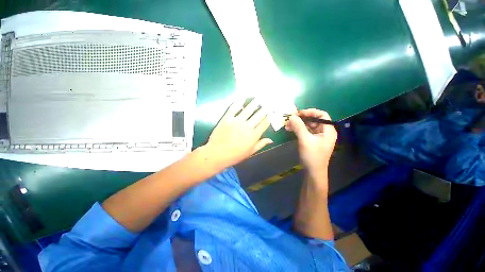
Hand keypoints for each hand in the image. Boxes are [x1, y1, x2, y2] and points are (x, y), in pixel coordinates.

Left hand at [205, 99, 272, 168]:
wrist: (217, 154)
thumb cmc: (235, 155)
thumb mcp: (250, 152)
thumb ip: (261, 144)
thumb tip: (271, 140)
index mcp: (254, 135)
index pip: (265, 123)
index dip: (270, 116)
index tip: (273, 111)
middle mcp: (247, 126)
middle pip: (259, 115)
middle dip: (265, 108)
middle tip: (269, 101)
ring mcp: (237, 121)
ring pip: (248, 109)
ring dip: (255, 102)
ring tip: (259, 97)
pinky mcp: (227, 118)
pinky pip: (234, 108)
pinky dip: (238, 102)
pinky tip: (242, 97)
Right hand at [285, 109, 336, 178]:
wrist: (313, 172)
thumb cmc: (312, 155)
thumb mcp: (305, 140)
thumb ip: (299, 127)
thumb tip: (292, 116)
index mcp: (328, 130)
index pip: (321, 115)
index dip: (310, 112)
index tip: (298, 113)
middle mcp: (324, 131)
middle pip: (313, 120)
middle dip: (301, 119)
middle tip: (290, 119)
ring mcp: (317, 136)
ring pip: (307, 126)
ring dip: (297, 124)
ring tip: (287, 125)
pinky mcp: (311, 141)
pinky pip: (304, 131)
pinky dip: (297, 130)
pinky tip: (289, 130)